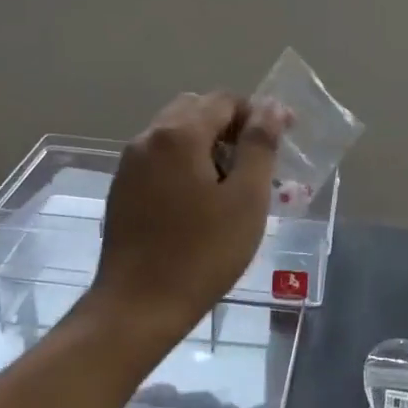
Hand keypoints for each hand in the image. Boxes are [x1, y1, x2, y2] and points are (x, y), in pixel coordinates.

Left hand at [76, 92, 288, 346]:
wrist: (139, 306)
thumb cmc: (203, 252)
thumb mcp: (246, 198)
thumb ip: (260, 145)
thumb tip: (271, 107)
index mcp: (178, 135)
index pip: (224, 100)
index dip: (258, 113)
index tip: (285, 137)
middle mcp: (147, 139)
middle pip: (196, 110)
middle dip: (231, 125)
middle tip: (259, 160)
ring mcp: (129, 165)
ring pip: (175, 134)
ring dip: (208, 144)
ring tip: (235, 182)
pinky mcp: (122, 191)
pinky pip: (161, 159)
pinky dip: (187, 163)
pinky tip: (203, 201)